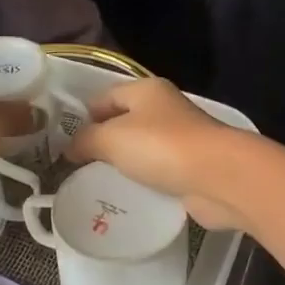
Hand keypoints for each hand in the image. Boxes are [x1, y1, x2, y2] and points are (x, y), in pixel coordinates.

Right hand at [64, 77, 249, 228]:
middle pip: (125, 121)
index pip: (105, 97)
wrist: (218, 177)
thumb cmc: (161, 147)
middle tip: (80, 166)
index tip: (66, 143)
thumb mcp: (110, 138)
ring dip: (125, 163)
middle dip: (103, 141)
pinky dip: (145, 180)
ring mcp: (182, 139)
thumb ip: (85, 140)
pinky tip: (131, 194)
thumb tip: (70, 147)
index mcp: (146, 89)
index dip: (84, 116)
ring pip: (143, 148)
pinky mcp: (191, 167)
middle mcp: (165, 109)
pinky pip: (159, 170)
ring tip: (100, 182)